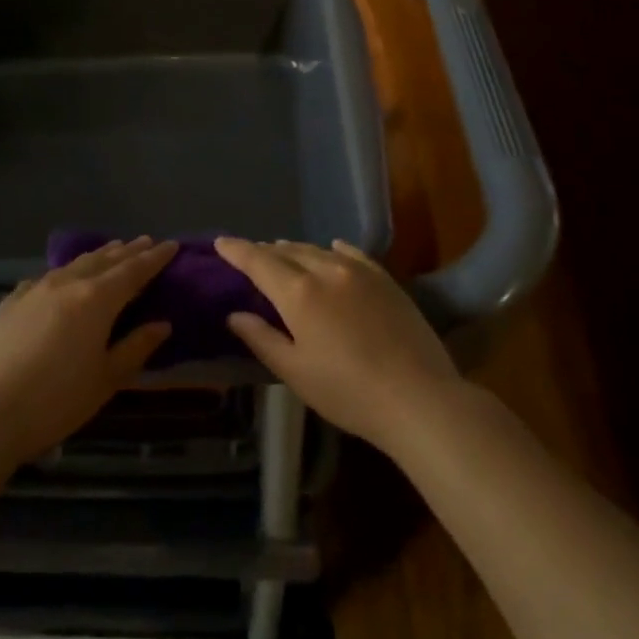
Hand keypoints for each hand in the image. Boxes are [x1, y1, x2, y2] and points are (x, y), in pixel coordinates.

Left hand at [0, 237, 174, 463]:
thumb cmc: (55, 401)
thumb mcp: (106, 380)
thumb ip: (136, 347)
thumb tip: (162, 324)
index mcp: (97, 299)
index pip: (134, 270)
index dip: (154, 258)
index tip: (171, 245)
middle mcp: (67, 284)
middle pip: (104, 260)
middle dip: (128, 251)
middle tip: (146, 241)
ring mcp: (34, 290)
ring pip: (73, 264)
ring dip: (97, 256)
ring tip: (111, 250)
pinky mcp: (9, 303)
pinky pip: (44, 279)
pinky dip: (63, 273)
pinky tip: (60, 279)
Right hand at [216, 237, 462, 452]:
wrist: (418, 396)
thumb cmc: (348, 391)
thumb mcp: (295, 372)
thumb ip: (262, 339)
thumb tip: (235, 315)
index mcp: (298, 293)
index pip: (259, 262)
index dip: (237, 250)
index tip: (220, 242)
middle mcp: (326, 270)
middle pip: (288, 252)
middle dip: (266, 252)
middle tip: (251, 255)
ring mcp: (360, 272)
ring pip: (318, 250)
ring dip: (296, 250)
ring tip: (284, 253)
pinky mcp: (385, 280)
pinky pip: (352, 254)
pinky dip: (334, 250)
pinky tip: (333, 248)